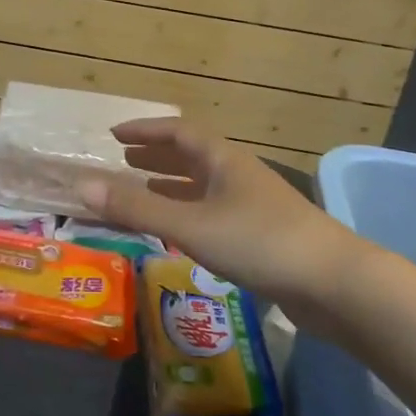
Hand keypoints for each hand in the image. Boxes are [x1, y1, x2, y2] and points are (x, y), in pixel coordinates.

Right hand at [78, 118, 357, 327]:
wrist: (334, 284)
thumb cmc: (259, 242)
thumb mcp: (190, 225)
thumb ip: (136, 209)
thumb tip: (81, 186)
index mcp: (223, 159)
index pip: (178, 132)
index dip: (145, 131)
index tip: (114, 135)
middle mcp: (237, 174)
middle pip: (191, 156)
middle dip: (155, 157)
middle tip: (122, 161)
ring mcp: (253, 205)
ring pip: (203, 186)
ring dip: (171, 186)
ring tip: (141, 190)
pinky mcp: (262, 235)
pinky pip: (213, 212)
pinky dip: (188, 213)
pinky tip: (179, 231)